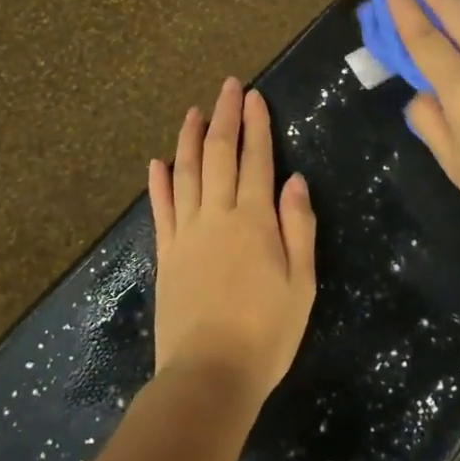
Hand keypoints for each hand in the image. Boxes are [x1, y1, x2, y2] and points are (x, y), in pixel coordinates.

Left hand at [148, 78, 317, 403]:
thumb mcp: (302, 283)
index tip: (254, 96)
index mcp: (254, 220)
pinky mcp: (165, 255)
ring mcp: (185, 234)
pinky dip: (159, 183)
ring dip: (188, 139)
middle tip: (227, 86)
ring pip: (185, 173)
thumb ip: (298, 227)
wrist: (209, 374)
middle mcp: (216, 216)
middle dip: (224, 118)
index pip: (256, 160)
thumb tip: (295, 179)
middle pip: (218, 155)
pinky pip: (161, 209)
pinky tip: (157, 163)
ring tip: (192, 111)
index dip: (256, 126)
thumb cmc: (267, 333)